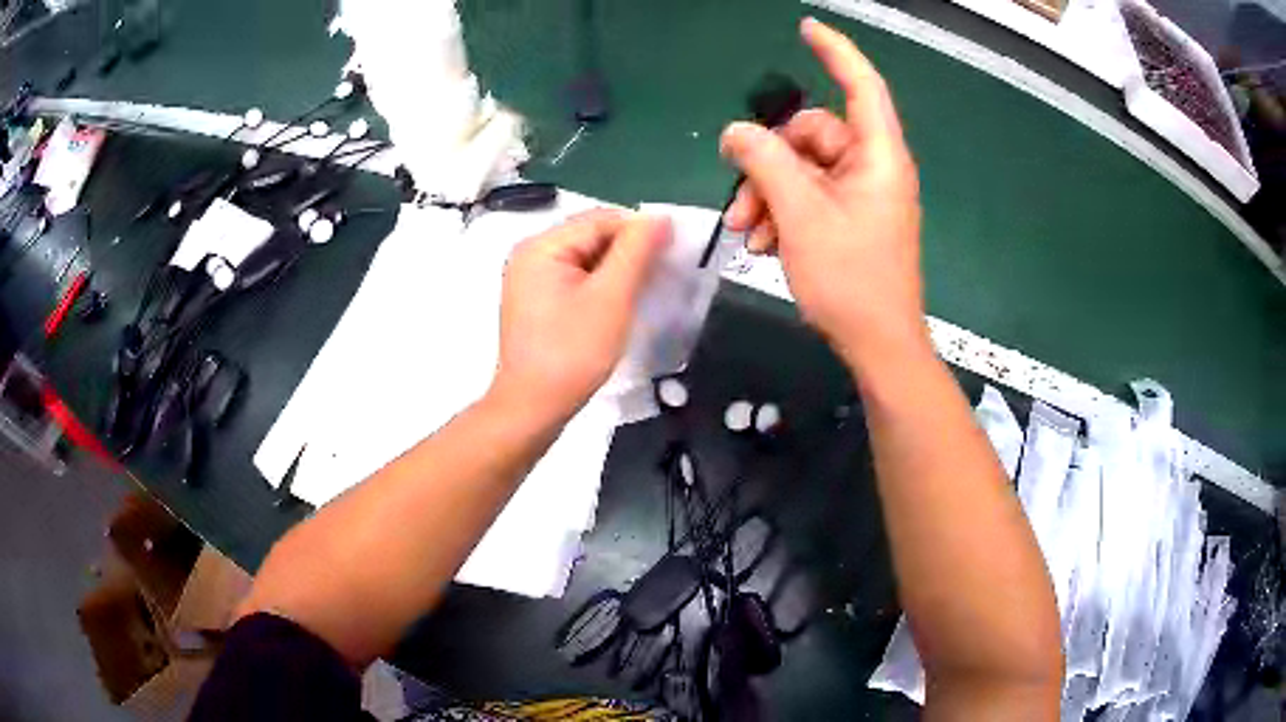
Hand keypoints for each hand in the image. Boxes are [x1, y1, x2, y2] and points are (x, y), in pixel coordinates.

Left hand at [491, 210, 669, 424]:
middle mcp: (531, 254)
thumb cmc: (572, 353)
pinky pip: (575, 279)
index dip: (640, 231)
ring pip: (586, 259)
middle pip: (591, 237)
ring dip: (617, 270)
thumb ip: (636, 252)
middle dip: (629, 252)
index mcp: (542, 246)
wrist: (532, 408)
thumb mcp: (611, 298)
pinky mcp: (536, 301)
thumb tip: (660, 217)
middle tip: (662, 276)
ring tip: (645, 291)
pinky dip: (600, 285)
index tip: (674, 253)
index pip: (601, 220)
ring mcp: (530, 279)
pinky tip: (619, 303)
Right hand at [720, 18, 927, 370]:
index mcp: (878, 156)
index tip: (806, 28)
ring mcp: (860, 195)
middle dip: (767, 164)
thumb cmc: (851, 279)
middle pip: (810, 135)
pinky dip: (781, 213)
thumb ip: (765, 162)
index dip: (836, 52)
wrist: (876, 344)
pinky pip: (806, 197)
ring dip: (767, 195)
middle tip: (739, 201)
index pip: (861, 86)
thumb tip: (736, 132)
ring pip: (800, 170)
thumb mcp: (800, 214)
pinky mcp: (848, 219)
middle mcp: (871, 167)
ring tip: (747, 231)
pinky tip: (764, 244)